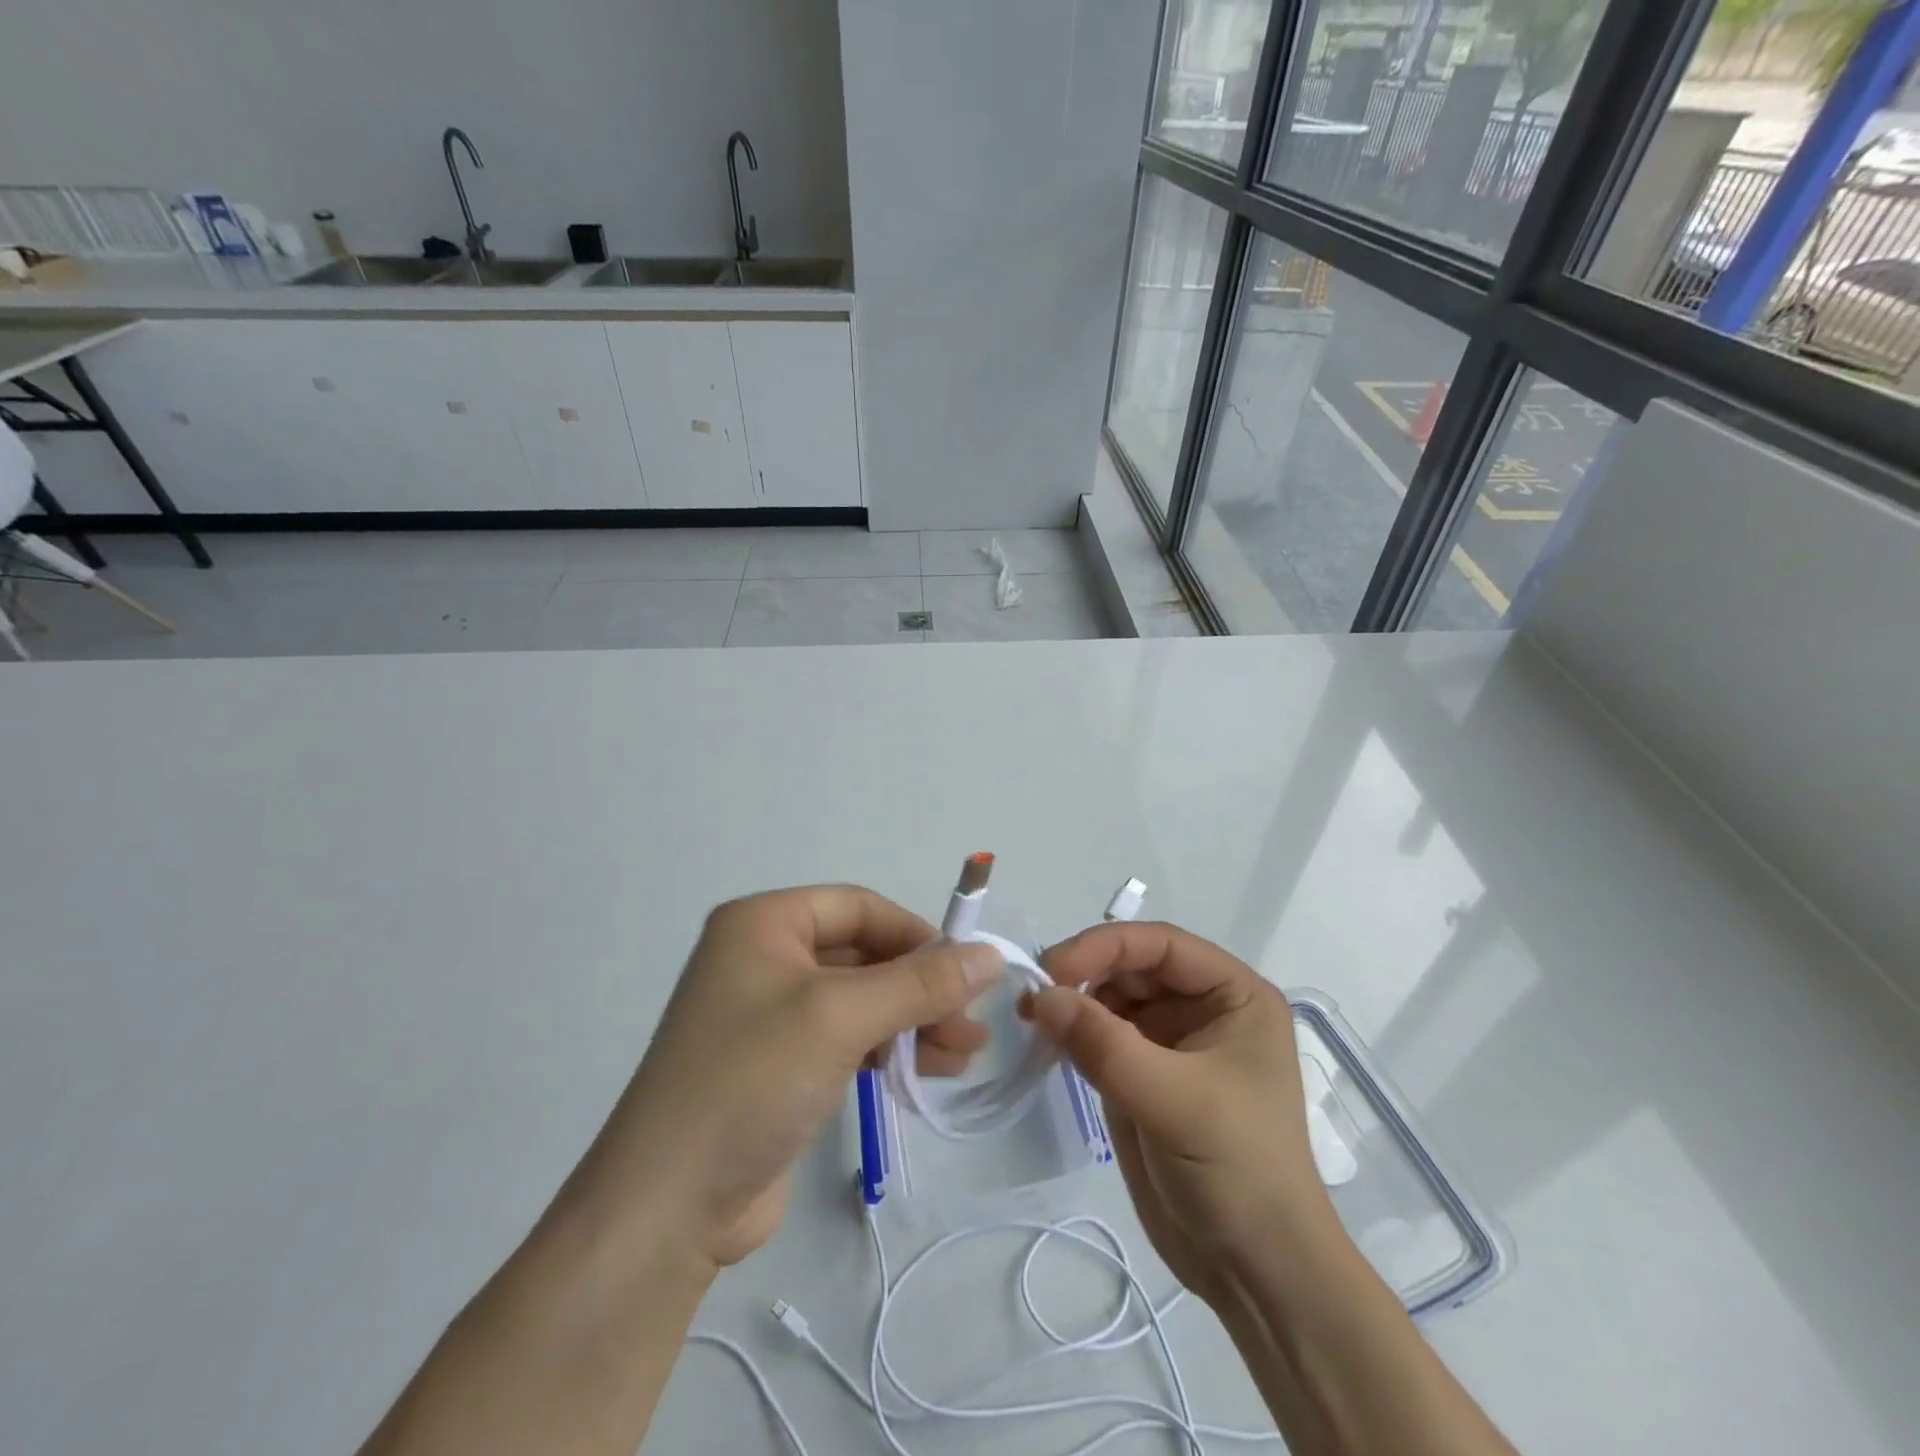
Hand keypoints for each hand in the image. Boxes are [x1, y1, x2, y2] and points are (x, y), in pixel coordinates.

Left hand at [561, 886, 1001, 1272]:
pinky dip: (888, 1050)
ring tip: (965, 1054)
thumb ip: (920, 983)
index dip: (916, 934)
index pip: (858, 907)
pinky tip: (928, 1073)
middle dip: (920, 988)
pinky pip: (847, 1039)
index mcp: (763, 923)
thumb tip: (992, 955)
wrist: (667, 1208)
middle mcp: (764, 957)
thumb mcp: (840, 1017)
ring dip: (913, 1022)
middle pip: (863, 955)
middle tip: (972, 1025)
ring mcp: (770, 1015)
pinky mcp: (780, 1066)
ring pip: (860, 1000)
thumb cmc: (751, 1080)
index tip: (966, 971)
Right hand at [1027, 922, 1333, 1303]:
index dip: (1104, 946)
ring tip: (1032, 1019)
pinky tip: (1047, 1043)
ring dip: (1073, 1003)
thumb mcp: (1173, 1101)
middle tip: (1031, 998)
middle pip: (1132, 967)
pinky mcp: (1145, 1076)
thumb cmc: (1236, 1172)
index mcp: (1234, 995)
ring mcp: (1172, 1042)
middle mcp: (1204, 1008)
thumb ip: (1104, 1045)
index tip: (1052, 970)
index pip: (1161, 944)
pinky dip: (1073, 1034)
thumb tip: (1039, 995)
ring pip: (1111, 999)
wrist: (1256, 1273)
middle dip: (1083, 974)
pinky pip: (1101, 1037)